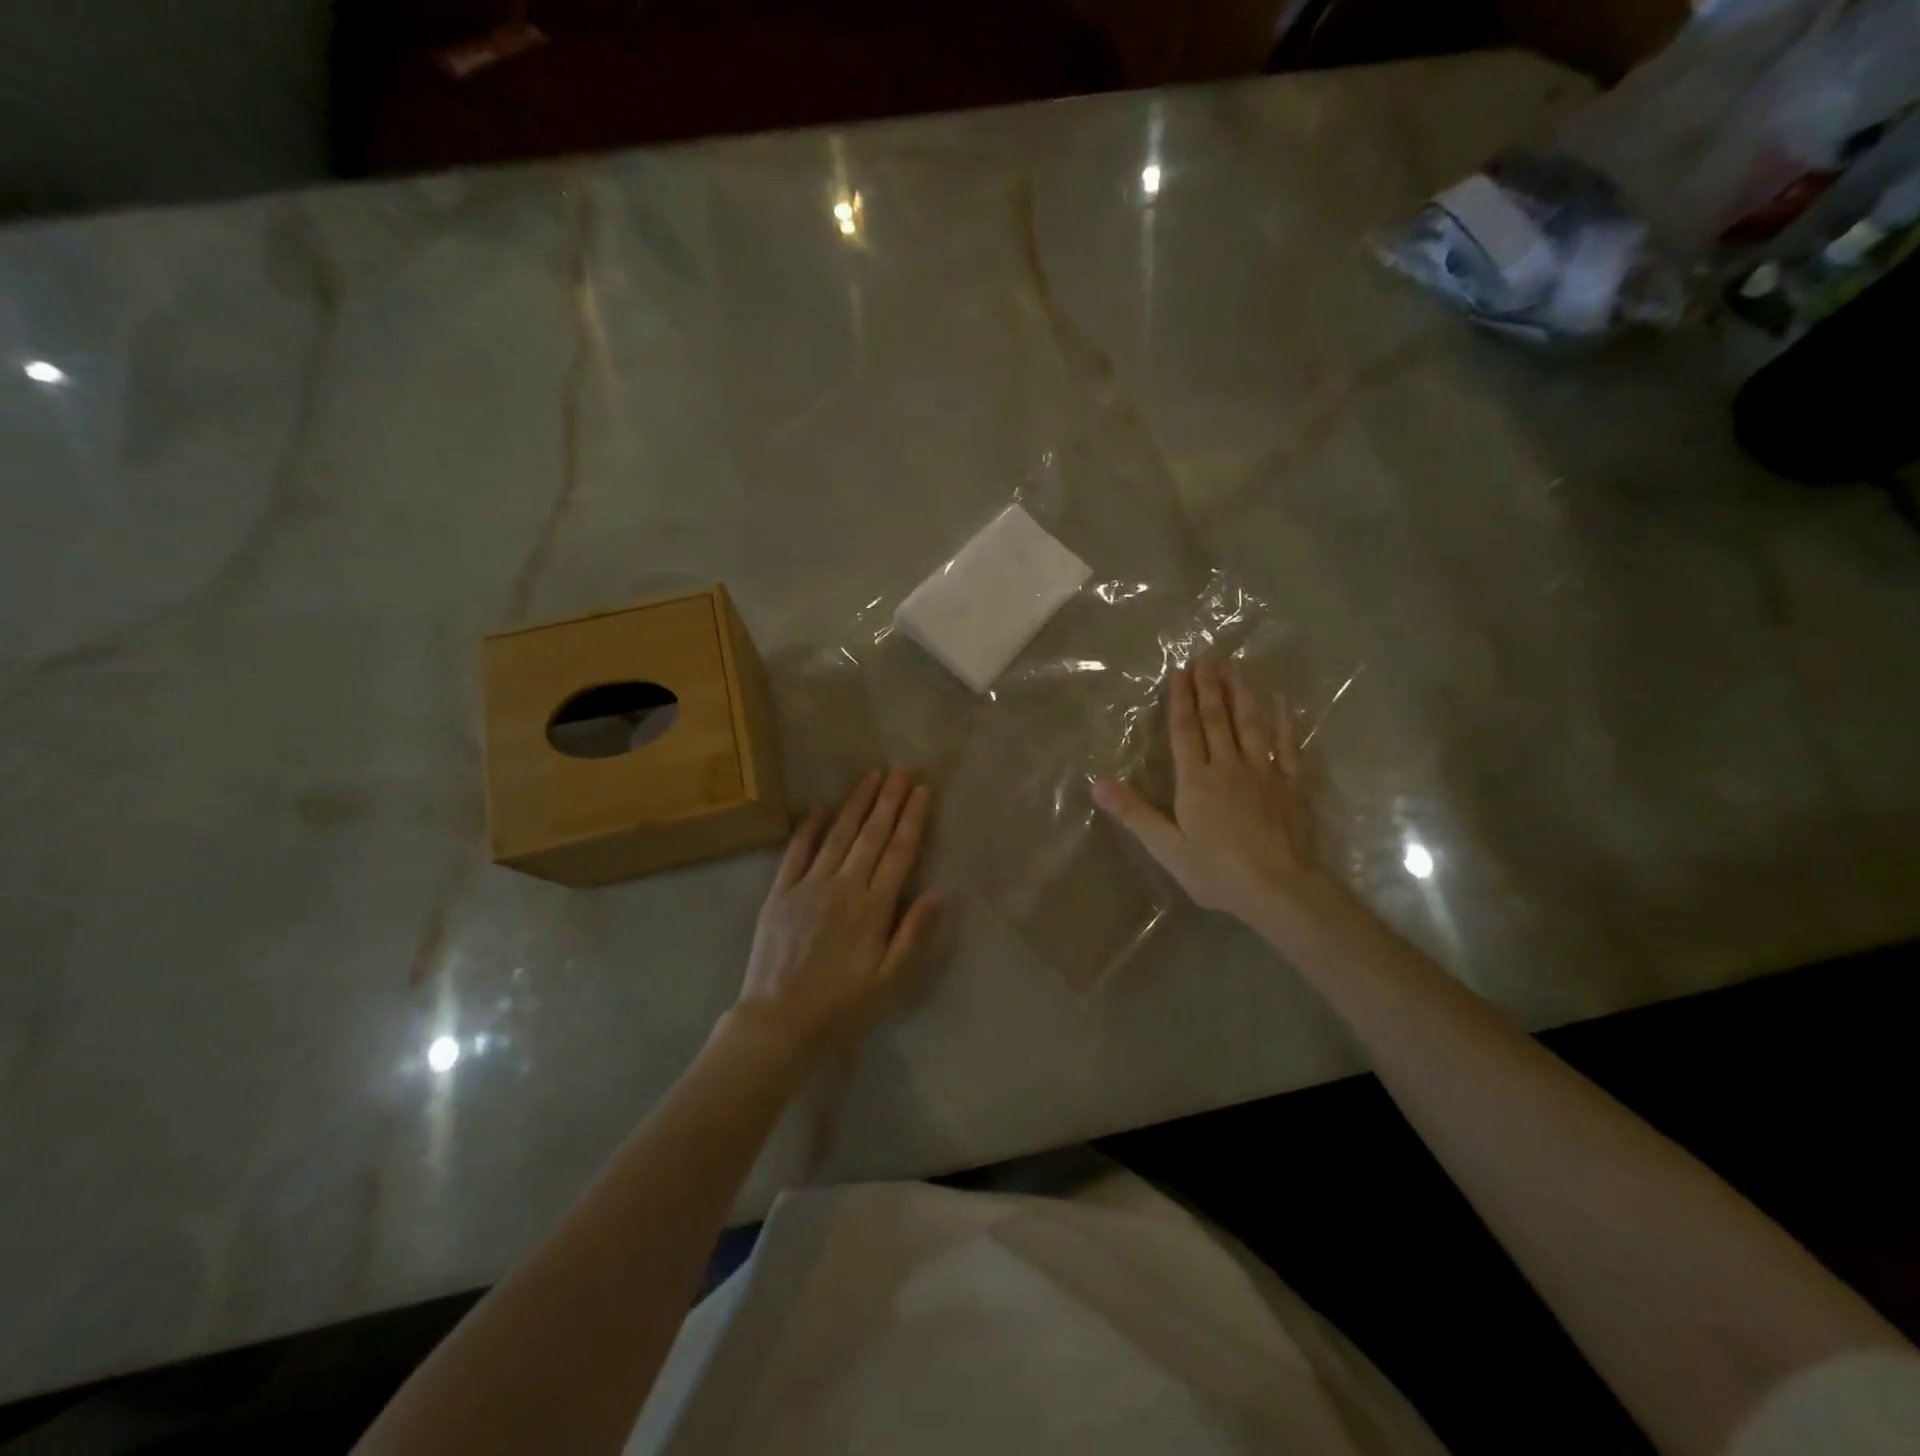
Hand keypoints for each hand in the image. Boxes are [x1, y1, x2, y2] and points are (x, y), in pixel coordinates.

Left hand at [735, 768, 940, 1054]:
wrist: (778, 1022)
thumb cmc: (842, 1006)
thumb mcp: (890, 980)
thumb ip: (914, 933)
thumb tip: (941, 892)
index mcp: (873, 907)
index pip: (898, 852)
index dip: (912, 818)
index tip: (922, 789)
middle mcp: (843, 887)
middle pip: (871, 834)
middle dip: (889, 799)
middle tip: (903, 768)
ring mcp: (808, 886)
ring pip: (838, 835)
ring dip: (856, 802)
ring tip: (871, 774)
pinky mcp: (780, 893)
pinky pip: (796, 852)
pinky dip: (810, 827)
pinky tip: (821, 806)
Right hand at [1093, 659, 1327, 926]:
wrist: (1279, 890)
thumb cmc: (1217, 872)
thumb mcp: (1167, 848)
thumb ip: (1134, 813)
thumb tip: (1097, 783)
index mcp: (1196, 780)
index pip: (1185, 731)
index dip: (1181, 700)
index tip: (1180, 672)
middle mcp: (1228, 766)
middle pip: (1217, 719)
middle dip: (1210, 686)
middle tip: (1208, 656)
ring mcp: (1264, 772)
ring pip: (1251, 724)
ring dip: (1242, 693)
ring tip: (1237, 666)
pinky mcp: (1292, 784)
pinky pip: (1288, 745)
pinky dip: (1284, 720)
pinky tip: (1281, 699)